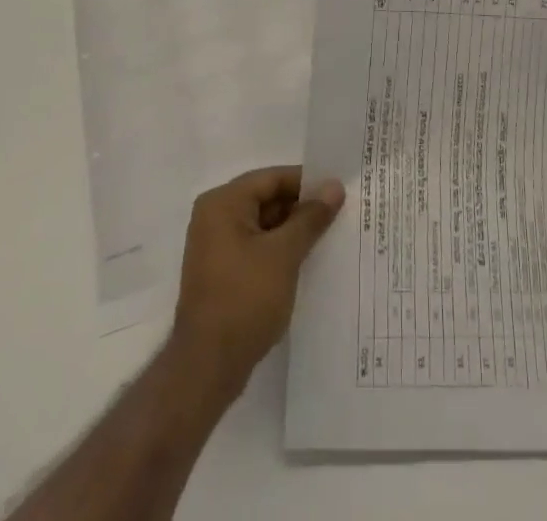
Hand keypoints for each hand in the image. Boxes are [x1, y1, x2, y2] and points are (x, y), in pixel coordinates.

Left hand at [170, 165, 344, 395]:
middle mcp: (215, 217)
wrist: (207, 368)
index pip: (271, 178)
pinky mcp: (222, 272)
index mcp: (223, 203)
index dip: (306, 182)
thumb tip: (334, 187)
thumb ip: (310, 217)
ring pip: (263, 225)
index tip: (337, 190)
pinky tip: (306, 261)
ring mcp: (216, 246)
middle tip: (339, 213)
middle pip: (266, 199)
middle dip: (301, 207)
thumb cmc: (245, 299)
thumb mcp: (284, 254)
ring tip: (329, 236)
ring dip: (292, 230)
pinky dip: (279, 250)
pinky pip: (256, 247)